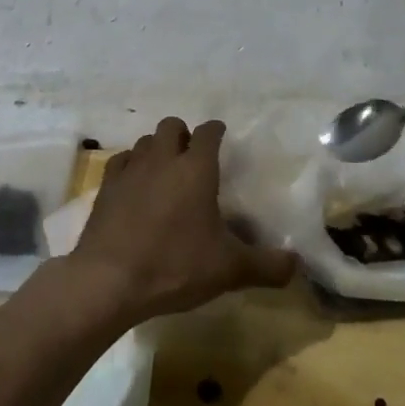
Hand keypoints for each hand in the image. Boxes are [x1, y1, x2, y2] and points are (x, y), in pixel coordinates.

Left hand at [71, 116, 296, 324]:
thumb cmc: (174, 266)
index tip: (221, 136)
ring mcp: (131, 169)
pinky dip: (131, 165)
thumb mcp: (229, 270)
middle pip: (172, 125)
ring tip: (165, 171)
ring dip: (157, 148)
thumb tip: (297, 265)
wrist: (109, 280)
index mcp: (196, 169)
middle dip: (184, 135)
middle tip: (193, 159)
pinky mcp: (107, 186)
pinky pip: (121, 160)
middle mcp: (163, 159)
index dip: (216, 131)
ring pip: (145, 141)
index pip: (208, 132)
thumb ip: (267, 266)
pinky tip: (135, 184)